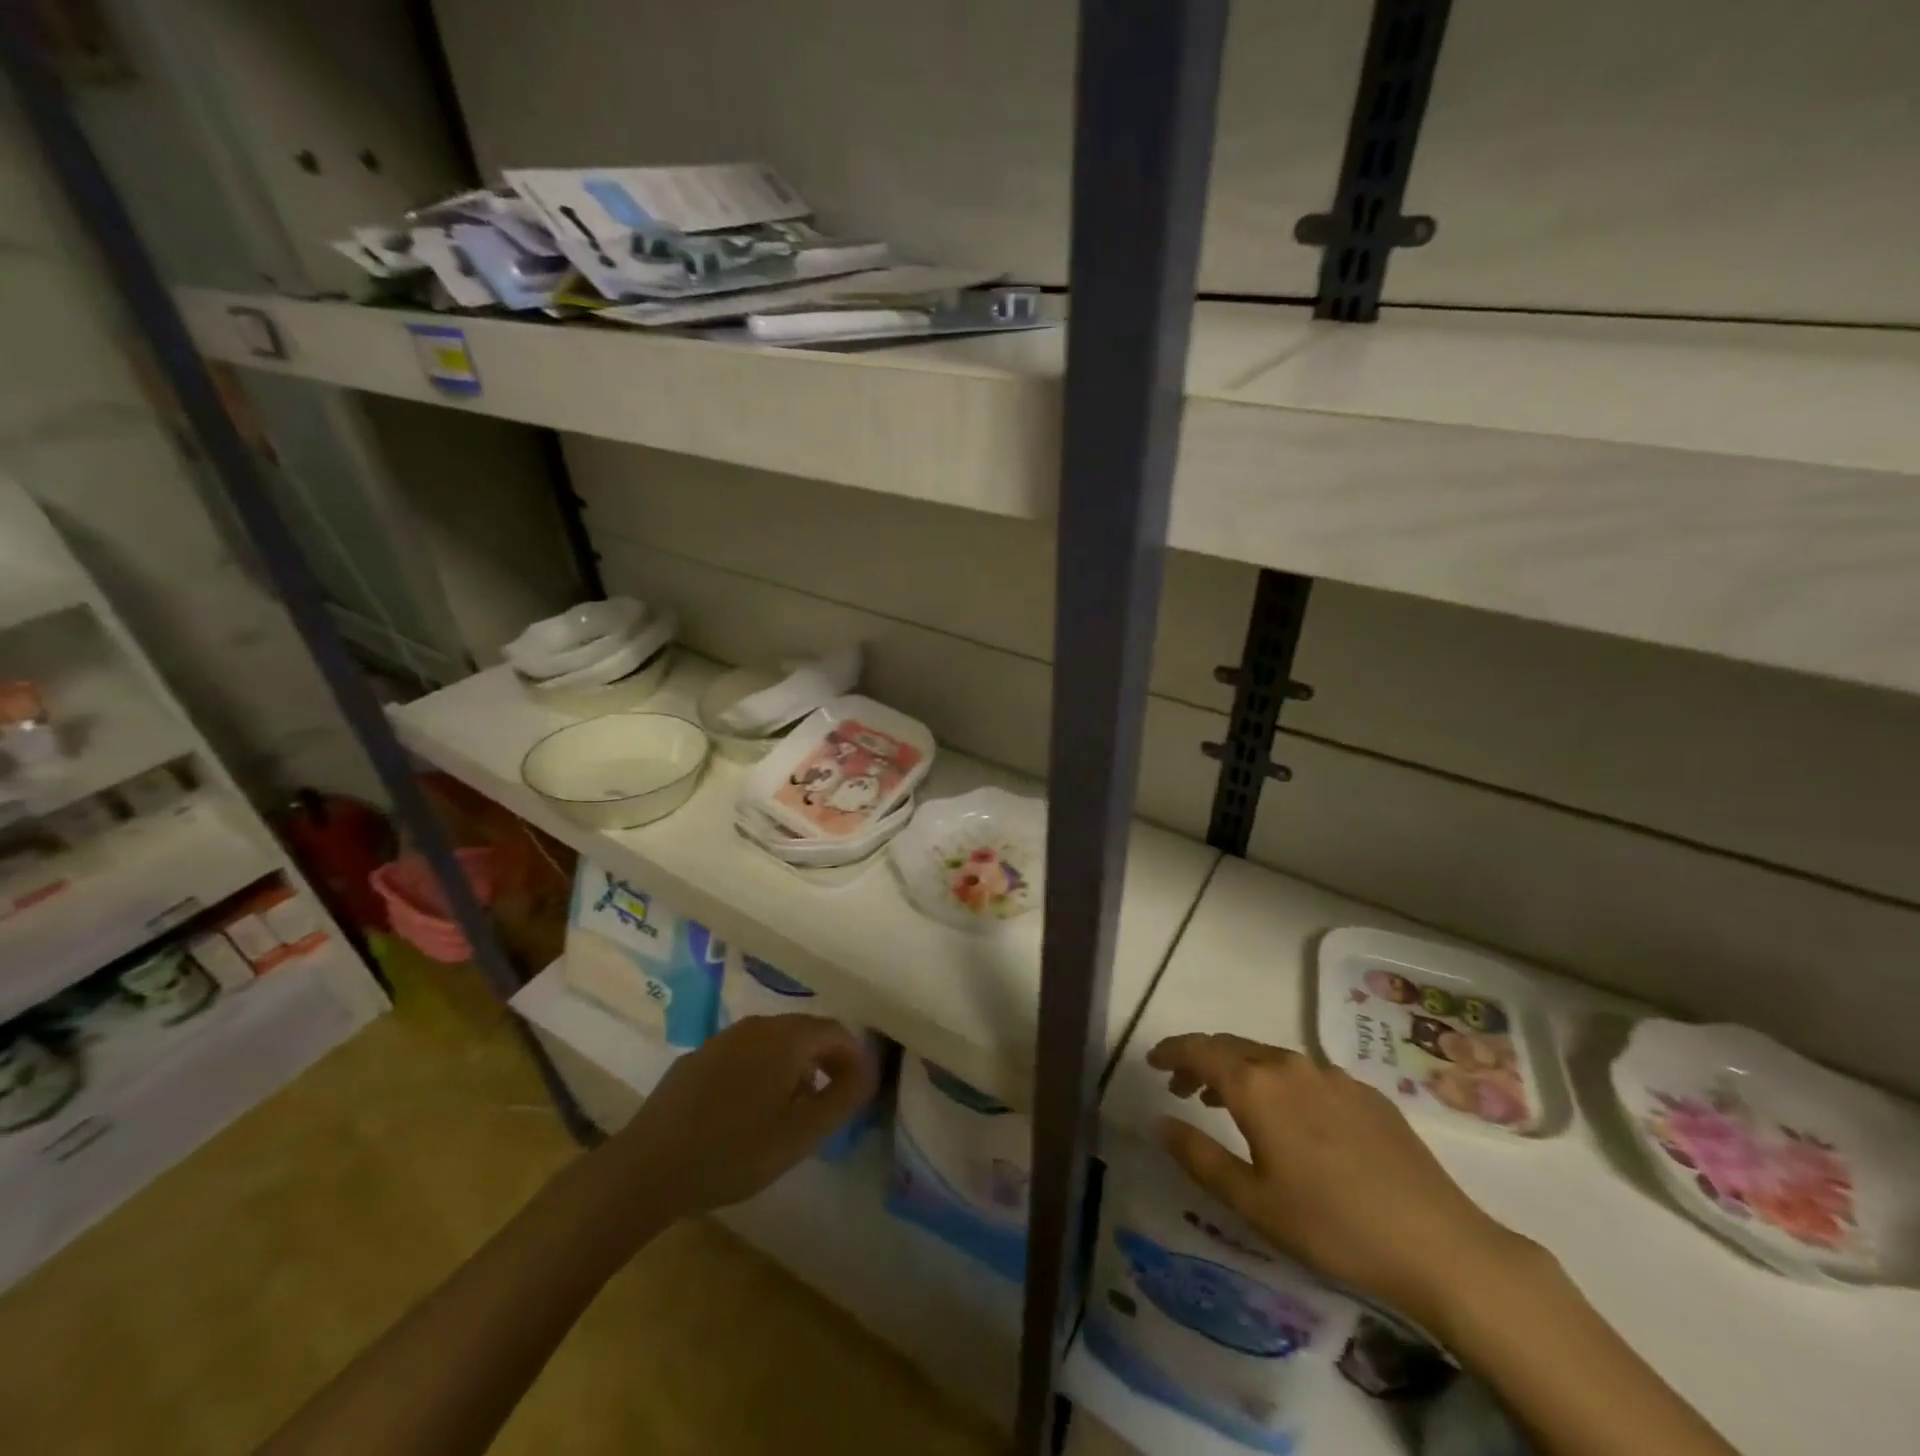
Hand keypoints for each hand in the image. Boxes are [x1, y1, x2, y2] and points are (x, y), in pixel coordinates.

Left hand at [602, 1014, 877, 1220]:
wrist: (648, 1167)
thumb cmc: (735, 1151)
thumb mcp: (802, 1134)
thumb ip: (844, 1098)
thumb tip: (867, 1070)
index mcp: (787, 1037)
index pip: (836, 1032)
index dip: (854, 1059)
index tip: (857, 1093)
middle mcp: (758, 1025)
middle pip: (805, 1033)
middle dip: (825, 1062)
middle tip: (829, 1103)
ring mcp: (724, 1038)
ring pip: (774, 1043)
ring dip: (793, 1068)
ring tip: (792, 1111)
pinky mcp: (699, 1058)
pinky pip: (745, 1055)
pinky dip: (761, 1073)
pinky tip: (749, 1112)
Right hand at [1147, 1033, 1528, 1328]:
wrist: (1440, 1245)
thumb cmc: (1332, 1226)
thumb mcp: (1252, 1202)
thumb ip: (1199, 1156)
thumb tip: (1160, 1122)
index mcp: (1256, 1085)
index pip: (1199, 1050)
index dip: (1171, 1051)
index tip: (1152, 1062)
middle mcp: (1290, 1065)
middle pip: (1232, 1047)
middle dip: (1201, 1060)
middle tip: (1182, 1088)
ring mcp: (1332, 1075)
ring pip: (1269, 1057)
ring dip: (1240, 1071)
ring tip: (1227, 1102)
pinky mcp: (1365, 1093)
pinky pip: (1305, 1073)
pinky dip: (1278, 1082)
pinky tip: (1290, 1119)